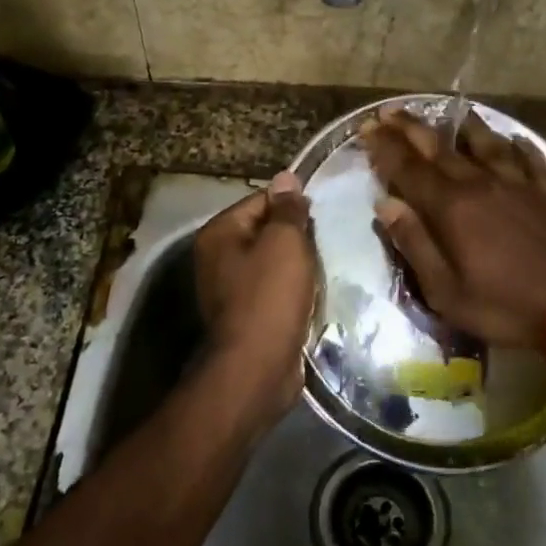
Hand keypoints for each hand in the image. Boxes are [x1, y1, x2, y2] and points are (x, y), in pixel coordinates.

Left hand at [192, 171, 316, 426]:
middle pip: (266, 231)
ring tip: (326, 266)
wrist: (257, 368)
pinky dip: (293, 290)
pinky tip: (315, 293)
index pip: (261, 200)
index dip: (293, 205)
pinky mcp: (246, 315)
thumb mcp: (285, 243)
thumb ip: (287, 209)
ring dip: (298, 265)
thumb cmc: (269, 297)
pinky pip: (274, 290)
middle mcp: (217, 257)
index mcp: (219, 233)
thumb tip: (287, 178)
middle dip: (297, 236)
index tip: (323, 215)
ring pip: (273, 262)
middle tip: (328, 240)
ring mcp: (229, 289)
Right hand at [361, 110, 545, 349]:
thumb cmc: (505, 305)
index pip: (408, 169)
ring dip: (464, 126)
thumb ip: (415, 244)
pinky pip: (530, 159)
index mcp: (451, 208)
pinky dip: (518, 146)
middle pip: (440, 148)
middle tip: (391, 111)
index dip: (384, 148)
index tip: (367, 129)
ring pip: (486, 144)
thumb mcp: (446, 291)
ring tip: (453, 111)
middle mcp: (480, 184)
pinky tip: (514, 139)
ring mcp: (518, 184)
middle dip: (412, 128)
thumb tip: (386, 205)